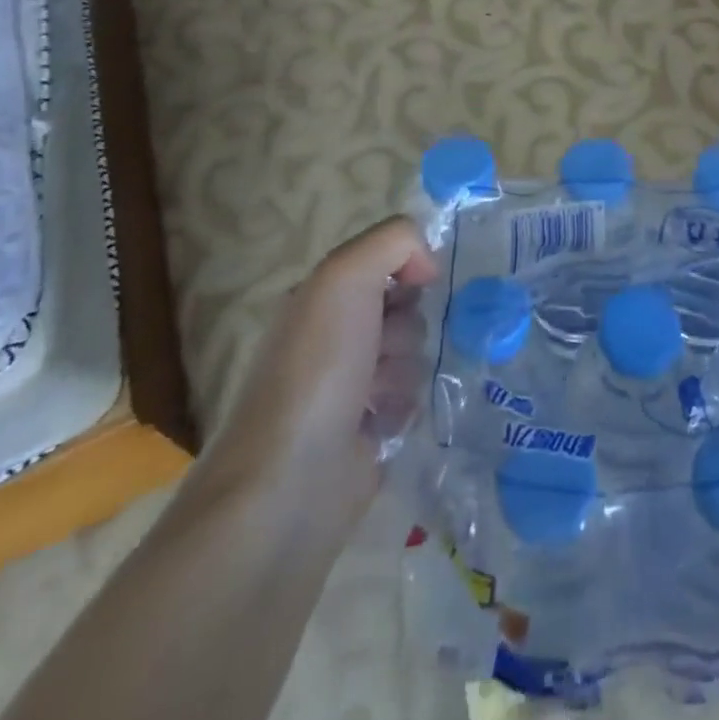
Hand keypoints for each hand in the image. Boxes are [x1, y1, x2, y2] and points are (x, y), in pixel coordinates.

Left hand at [207, 218, 437, 532]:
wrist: (292, 478)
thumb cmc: (317, 366)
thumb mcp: (345, 276)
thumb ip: (393, 241)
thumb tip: (427, 264)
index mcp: (322, 296)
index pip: (388, 263)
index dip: (405, 271)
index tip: (409, 288)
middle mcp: (335, 334)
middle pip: (408, 308)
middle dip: (404, 327)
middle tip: (378, 350)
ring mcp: (351, 383)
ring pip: (415, 353)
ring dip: (402, 371)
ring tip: (372, 397)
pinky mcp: (369, 427)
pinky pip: (413, 397)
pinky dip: (402, 407)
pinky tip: (378, 424)